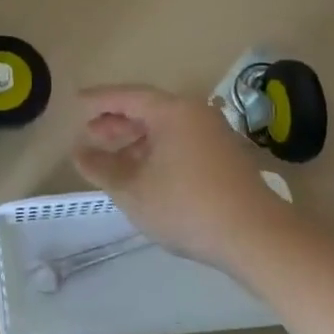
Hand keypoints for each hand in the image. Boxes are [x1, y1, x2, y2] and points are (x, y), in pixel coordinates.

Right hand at [74, 85, 282, 270]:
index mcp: (173, 112)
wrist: (257, 237)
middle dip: (117, 123)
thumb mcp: (133, 190)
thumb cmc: (187, 207)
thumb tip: (79, 153)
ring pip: (166, 129)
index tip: (76, 102)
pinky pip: (182, 143)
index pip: (128, 96)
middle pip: (149, 110)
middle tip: (91, 135)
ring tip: (113, 160)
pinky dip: (158, 152)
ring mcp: (215, 135)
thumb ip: (101, 168)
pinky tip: (145, 175)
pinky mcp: (226, 158)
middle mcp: (196, 114)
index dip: (99, 100)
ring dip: (137, 141)